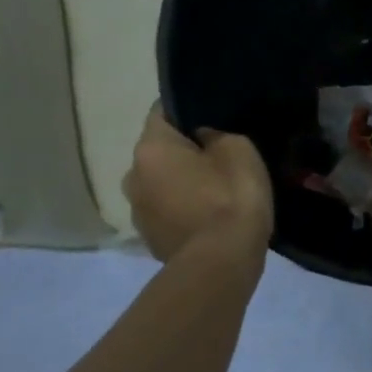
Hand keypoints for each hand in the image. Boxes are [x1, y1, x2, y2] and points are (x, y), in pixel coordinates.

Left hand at [122, 105, 273, 263]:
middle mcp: (132, 175)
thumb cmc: (230, 197)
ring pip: (161, 183)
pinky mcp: (150, 239)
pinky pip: (168, 211)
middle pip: (160, 151)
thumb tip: (203, 138)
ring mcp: (138, 211)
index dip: (188, 109)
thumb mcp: (239, 149)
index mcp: (150, 148)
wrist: (221, 263)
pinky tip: (211, 214)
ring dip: (182, 183)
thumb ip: (216, 135)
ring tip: (216, 189)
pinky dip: (184, 208)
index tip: (212, 116)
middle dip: (184, 151)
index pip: (163, 112)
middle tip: (219, 155)